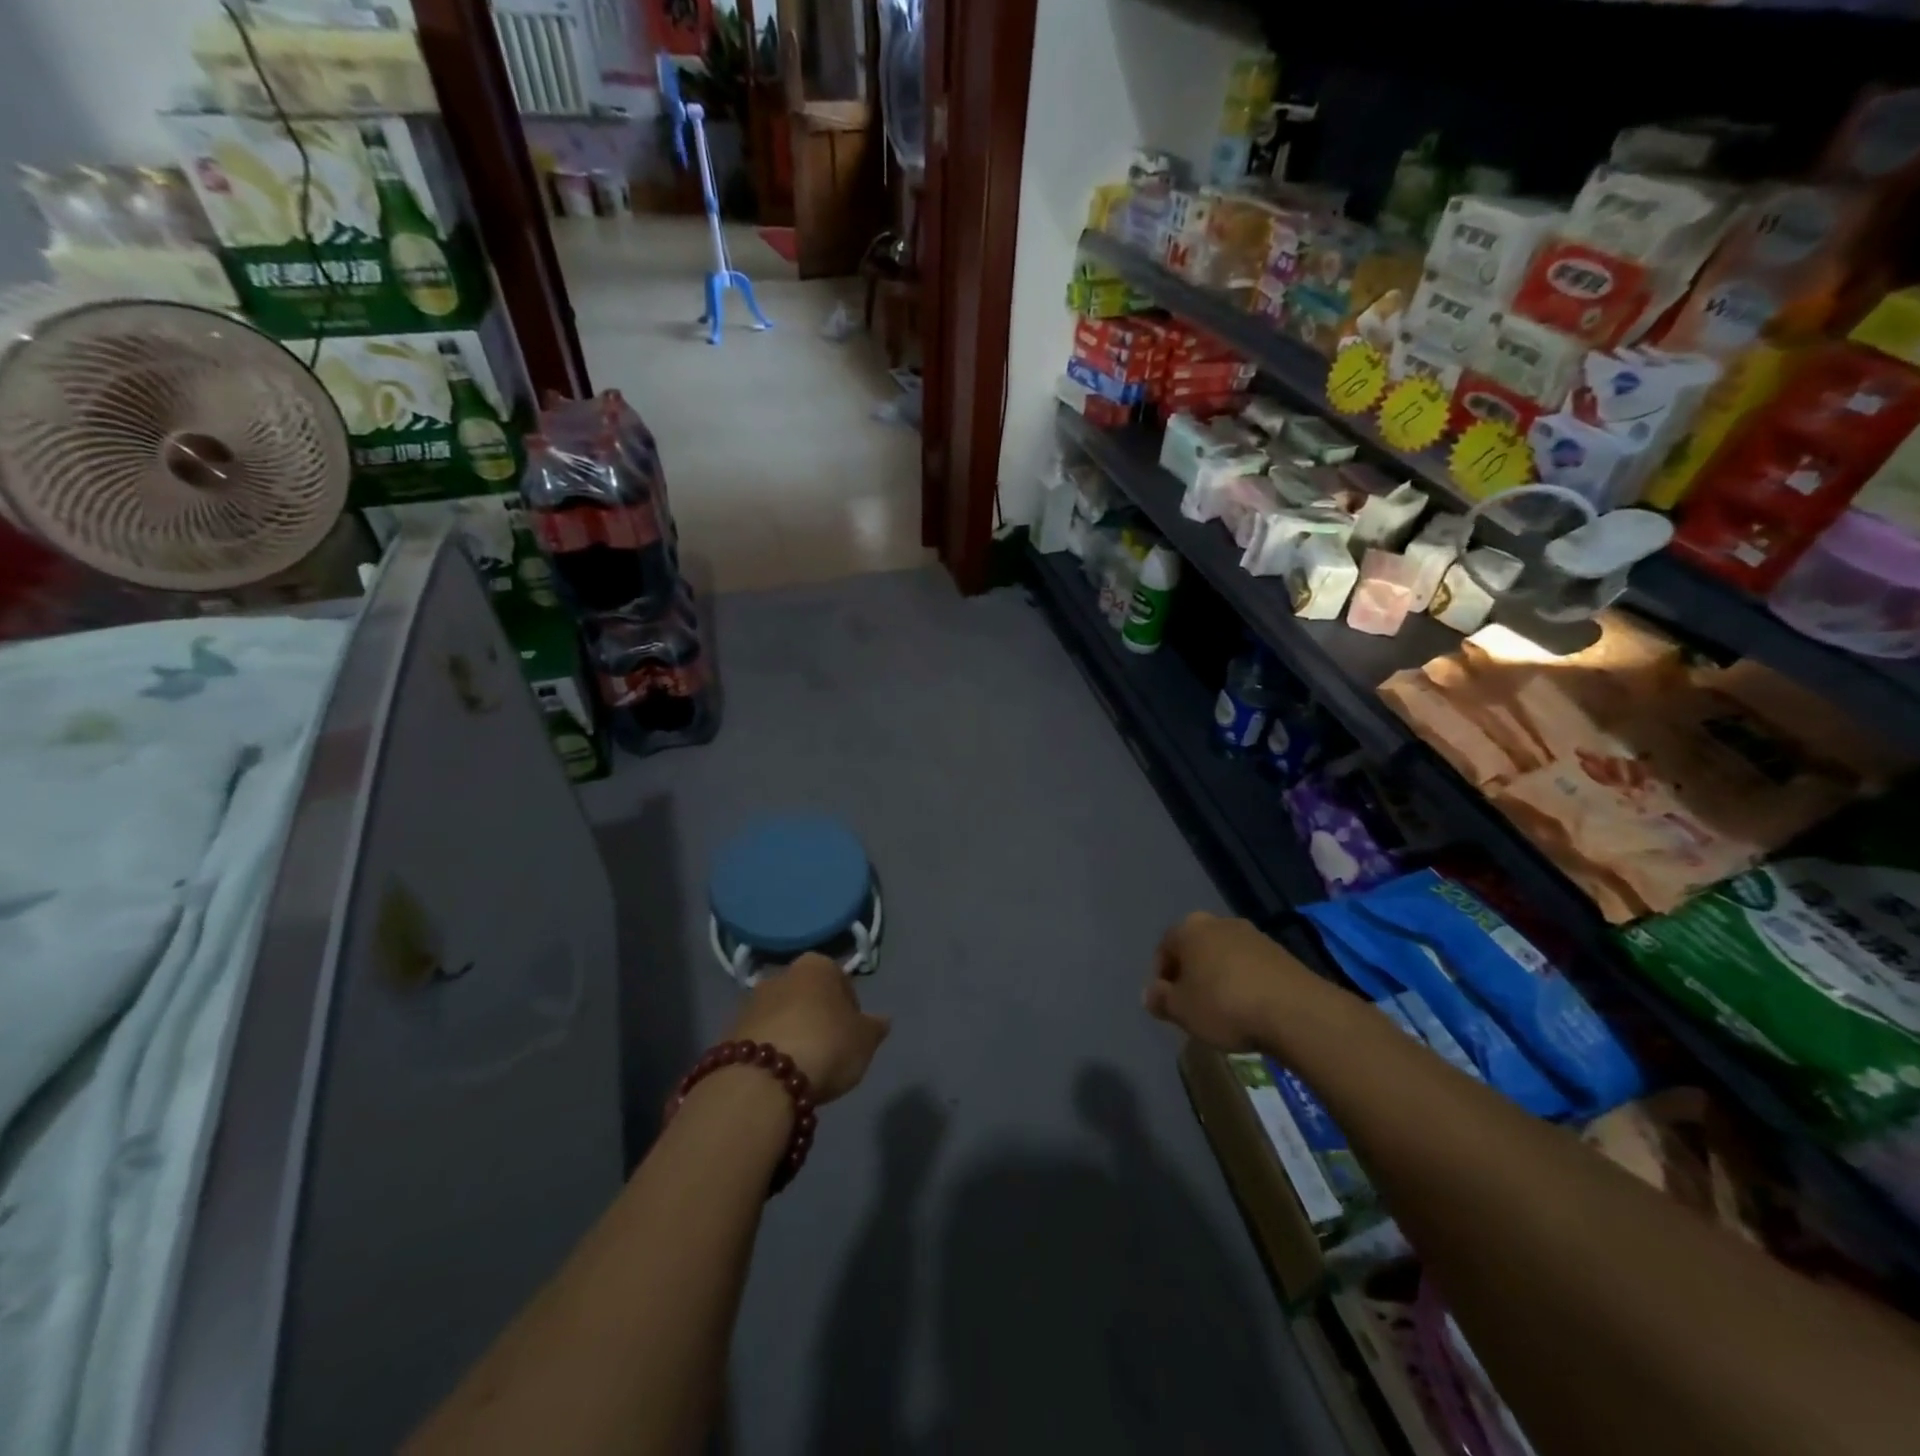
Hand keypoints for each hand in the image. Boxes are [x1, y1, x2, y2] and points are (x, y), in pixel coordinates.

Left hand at [730, 954, 890, 1102]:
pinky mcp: (728, 1032)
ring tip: (802, 1069)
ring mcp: (751, 1002)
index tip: (852, 1035)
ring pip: (781, 1017)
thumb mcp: (865, 1040)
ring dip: (791, 1035)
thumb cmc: (826, 1045)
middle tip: (828, 1051)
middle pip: (807, 997)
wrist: (762, 1079)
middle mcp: (781, 974)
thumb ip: (874, 1027)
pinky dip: (770, 1053)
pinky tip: (778, 1078)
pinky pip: (760, 1040)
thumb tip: (881, 1020)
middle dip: (816, 1018)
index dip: (851, 1009)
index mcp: (816, 965)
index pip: (841, 981)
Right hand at [1143, 911, 1322, 1050]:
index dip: (1162, 977)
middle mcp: (1219, 922)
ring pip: (1224, 956)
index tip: (1169, 1003)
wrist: (1296, 1011)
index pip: (1164, 948)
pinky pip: (1251, 966)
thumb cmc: (1224, 1005)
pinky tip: (1251, 1008)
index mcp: (1189, 929)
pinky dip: (1245, 982)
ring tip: (1224, 1010)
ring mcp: (1253, 934)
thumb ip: (1160, 999)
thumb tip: (1150, 994)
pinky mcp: (1281, 952)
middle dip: (1192, 974)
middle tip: (1194, 1005)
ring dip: (1220, 977)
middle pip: (1196, 948)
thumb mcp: (1181, 1010)